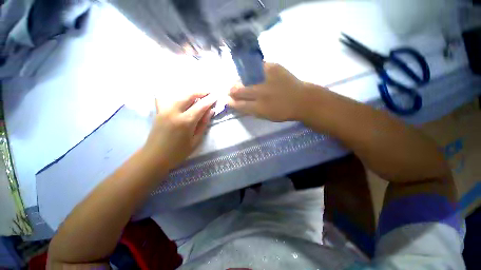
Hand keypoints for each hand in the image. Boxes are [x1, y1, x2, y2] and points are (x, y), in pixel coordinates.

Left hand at [143, 93, 215, 168]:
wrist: (154, 157)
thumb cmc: (178, 152)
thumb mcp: (195, 141)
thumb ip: (203, 124)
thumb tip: (210, 111)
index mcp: (185, 121)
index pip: (200, 106)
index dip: (209, 100)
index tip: (216, 96)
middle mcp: (174, 112)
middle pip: (189, 95)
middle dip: (200, 92)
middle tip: (209, 92)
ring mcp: (164, 110)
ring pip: (179, 95)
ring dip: (191, 93)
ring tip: (199, 94)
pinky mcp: (159, 111)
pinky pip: (167, 98)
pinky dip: (175, 96)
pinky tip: (180, 98)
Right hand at [227, 63, 309, 121]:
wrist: (302, 99)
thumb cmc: (283, 112)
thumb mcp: (266, 116)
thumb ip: (252, 110)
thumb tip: (239, 104)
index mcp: (259, 108)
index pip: (239, 104)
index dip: (231, 102)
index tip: (227, 100)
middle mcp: (260, 93)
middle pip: (239, 90)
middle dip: (232, 90)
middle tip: (229, 90)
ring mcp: (266, 78)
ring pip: (245, 78)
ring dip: (238, 80)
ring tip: (236, 82)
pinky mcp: (273, 67)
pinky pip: (256, 67)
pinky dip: (251, 71)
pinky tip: (249, 73)